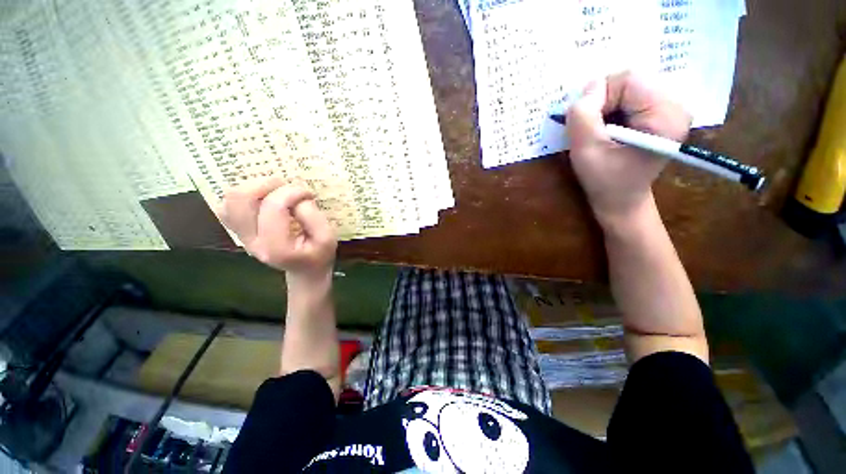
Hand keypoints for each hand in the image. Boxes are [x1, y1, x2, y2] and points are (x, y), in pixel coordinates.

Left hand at [216, 177, 336, 278]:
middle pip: (241, 199)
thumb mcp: (328, 238)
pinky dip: (245, 196)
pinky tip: (265, 199)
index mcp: (276, 247)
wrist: (305, 270)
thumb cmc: (319, 254)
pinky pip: (228, 205)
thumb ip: (313, 216)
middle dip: (267, 184)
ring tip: (277, 191)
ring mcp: (241, 235)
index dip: (293, 192)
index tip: (309, 194)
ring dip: (254, 187)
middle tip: (288, 187)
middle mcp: (251, 241)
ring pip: (230, 199)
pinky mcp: (239, 230)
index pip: (274, 207)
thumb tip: (297, 196)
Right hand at [567, 72, 690, 226]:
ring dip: (605, 107)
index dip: (598, 98)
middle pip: (629, 81)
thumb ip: (583, 115)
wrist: (621, 201)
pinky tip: (609, 130)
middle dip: (602, 102)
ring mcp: (670, 108)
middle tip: (593, 130)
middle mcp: (676, 104)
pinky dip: (612, 110)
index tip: (588, 126)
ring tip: (601, 133)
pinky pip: (630, 97)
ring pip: (627, 88)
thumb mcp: (586, 150)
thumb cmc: (604, 181)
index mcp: (666, 114)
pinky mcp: (660, 113)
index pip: (626, 79)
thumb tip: (587, 88)